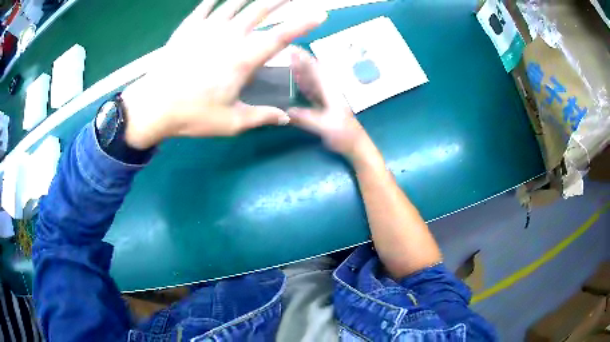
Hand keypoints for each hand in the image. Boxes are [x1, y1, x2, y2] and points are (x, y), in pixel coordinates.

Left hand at [121, 0, 327, 148]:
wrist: (152, 107)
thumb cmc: (191, 115)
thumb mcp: (230, 123)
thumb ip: (261, 117)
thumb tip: (285, 118)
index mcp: (242, 59)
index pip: (280, 37)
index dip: (302, 24)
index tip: (319, 15)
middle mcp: (228, 37)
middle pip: (259, 11)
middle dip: (279, 0)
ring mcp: (206, 29)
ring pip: (234, 4)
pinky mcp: (187, 28)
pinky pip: (204, 7)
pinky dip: (213, 0)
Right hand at [288, 48, 369, 159]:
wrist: (356, 146)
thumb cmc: (345, 136)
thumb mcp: (326, 127)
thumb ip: (307, 118)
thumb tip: (286, 111)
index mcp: (331, 91)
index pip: (316, 70)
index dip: (305, 59)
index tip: (293, 49)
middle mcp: (329, 91)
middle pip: (313, 72)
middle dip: (301, 61)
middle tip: (286, 51)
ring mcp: (327, 98)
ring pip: (312, 80)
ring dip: (301, 70)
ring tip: (288, 61)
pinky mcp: (325, 105)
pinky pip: (311, 90)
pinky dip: (303, 84)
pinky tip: (295, 80)